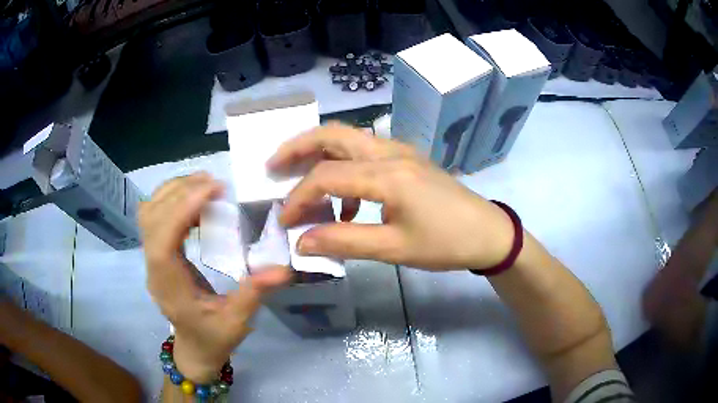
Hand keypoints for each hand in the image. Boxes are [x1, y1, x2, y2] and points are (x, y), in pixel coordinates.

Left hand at [139, 173, 290, 382]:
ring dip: (173, 191)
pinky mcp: (157, 252)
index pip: (162, 241)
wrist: (194, 347)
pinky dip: (172, 199)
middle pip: (151, 219)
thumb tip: (283, 269)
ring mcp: (151, 259)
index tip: (212, 190)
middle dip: (180, 193)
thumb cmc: (214, 337)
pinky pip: (154, 216)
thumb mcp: (237, 321)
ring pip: (149, 213)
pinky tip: (195, 199)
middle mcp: (153, 267)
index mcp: (169, 286)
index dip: (181, 211)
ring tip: (204, 185)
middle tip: (214, 184)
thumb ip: (254, 294)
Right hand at [268, 125, 513, 270]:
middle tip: (273, 166)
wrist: (488, 233)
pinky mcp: (407, 159)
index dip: (298, 198)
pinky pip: (365, 154)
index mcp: (388, 174)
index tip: (283, 221)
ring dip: (319, 155)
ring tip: (299, 179)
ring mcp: (401, 151)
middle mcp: (391, 152)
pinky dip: (345, 170)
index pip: (326, 177)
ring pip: (348, 140)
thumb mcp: (394, 249)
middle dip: (297, 147)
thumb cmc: (446, 243)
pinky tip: (347, 204)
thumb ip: (344, 242)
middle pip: (333, 134)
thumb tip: (301, 242)